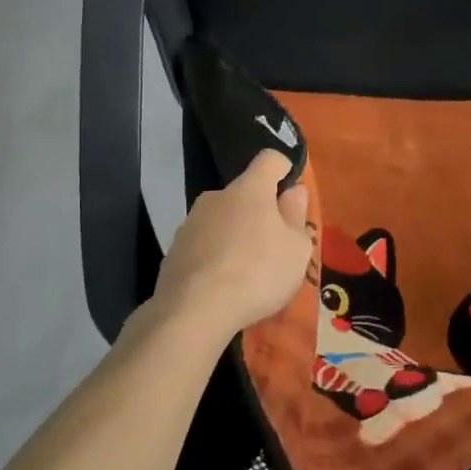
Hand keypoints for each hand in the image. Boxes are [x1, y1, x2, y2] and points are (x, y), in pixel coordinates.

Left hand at [145, 151, 311, 340]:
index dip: (284, 169)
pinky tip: (222, 284)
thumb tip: (293, 191)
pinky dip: (215, 256)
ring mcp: (191, 222)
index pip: (269, 159)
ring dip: (235, 234)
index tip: (291, 190)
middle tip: (273, 244)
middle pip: (244, 193)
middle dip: (259, 211)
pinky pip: (203, 244)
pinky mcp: (174, 249)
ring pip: (221, 219)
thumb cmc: (258, 272)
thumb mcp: (296, 249)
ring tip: (246, 270)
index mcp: (250, 188)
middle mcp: (216, 196)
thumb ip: (296, 216)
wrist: (194, 310)